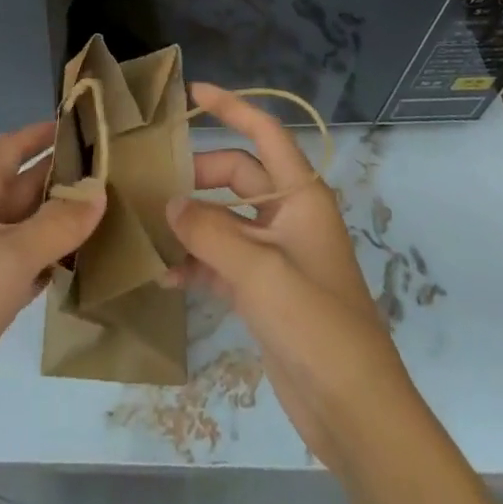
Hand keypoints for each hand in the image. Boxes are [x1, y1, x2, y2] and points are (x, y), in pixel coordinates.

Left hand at [0, 121, 105, 457]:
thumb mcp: (9, 255)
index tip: (86, 121)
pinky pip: (27, 268)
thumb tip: (99, 191)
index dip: (44, 133)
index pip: (12, 147)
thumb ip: (58, 223)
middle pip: (25, 186)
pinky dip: (54, 263)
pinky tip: (88, 264)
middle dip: (65, 178)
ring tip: (115, 212)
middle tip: (117, 172)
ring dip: (64, 222)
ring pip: (29, 229)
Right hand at [167, 82, 413, 472]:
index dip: (232, 107)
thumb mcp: (259, 271)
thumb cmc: (315, 324)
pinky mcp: (263, 291)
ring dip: (191, 222)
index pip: (265, 133)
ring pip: (224, 219)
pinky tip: (164, 275)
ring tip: (148, 225)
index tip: (193, 92)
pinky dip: (196, 263)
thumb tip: (169, 202)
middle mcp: (288, 216)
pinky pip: (221, 260)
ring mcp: (275, 255)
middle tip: (153, 181)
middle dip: (197, 175)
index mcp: (300, 196)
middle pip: (236, 175)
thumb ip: (209, 231)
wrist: (354, 412)